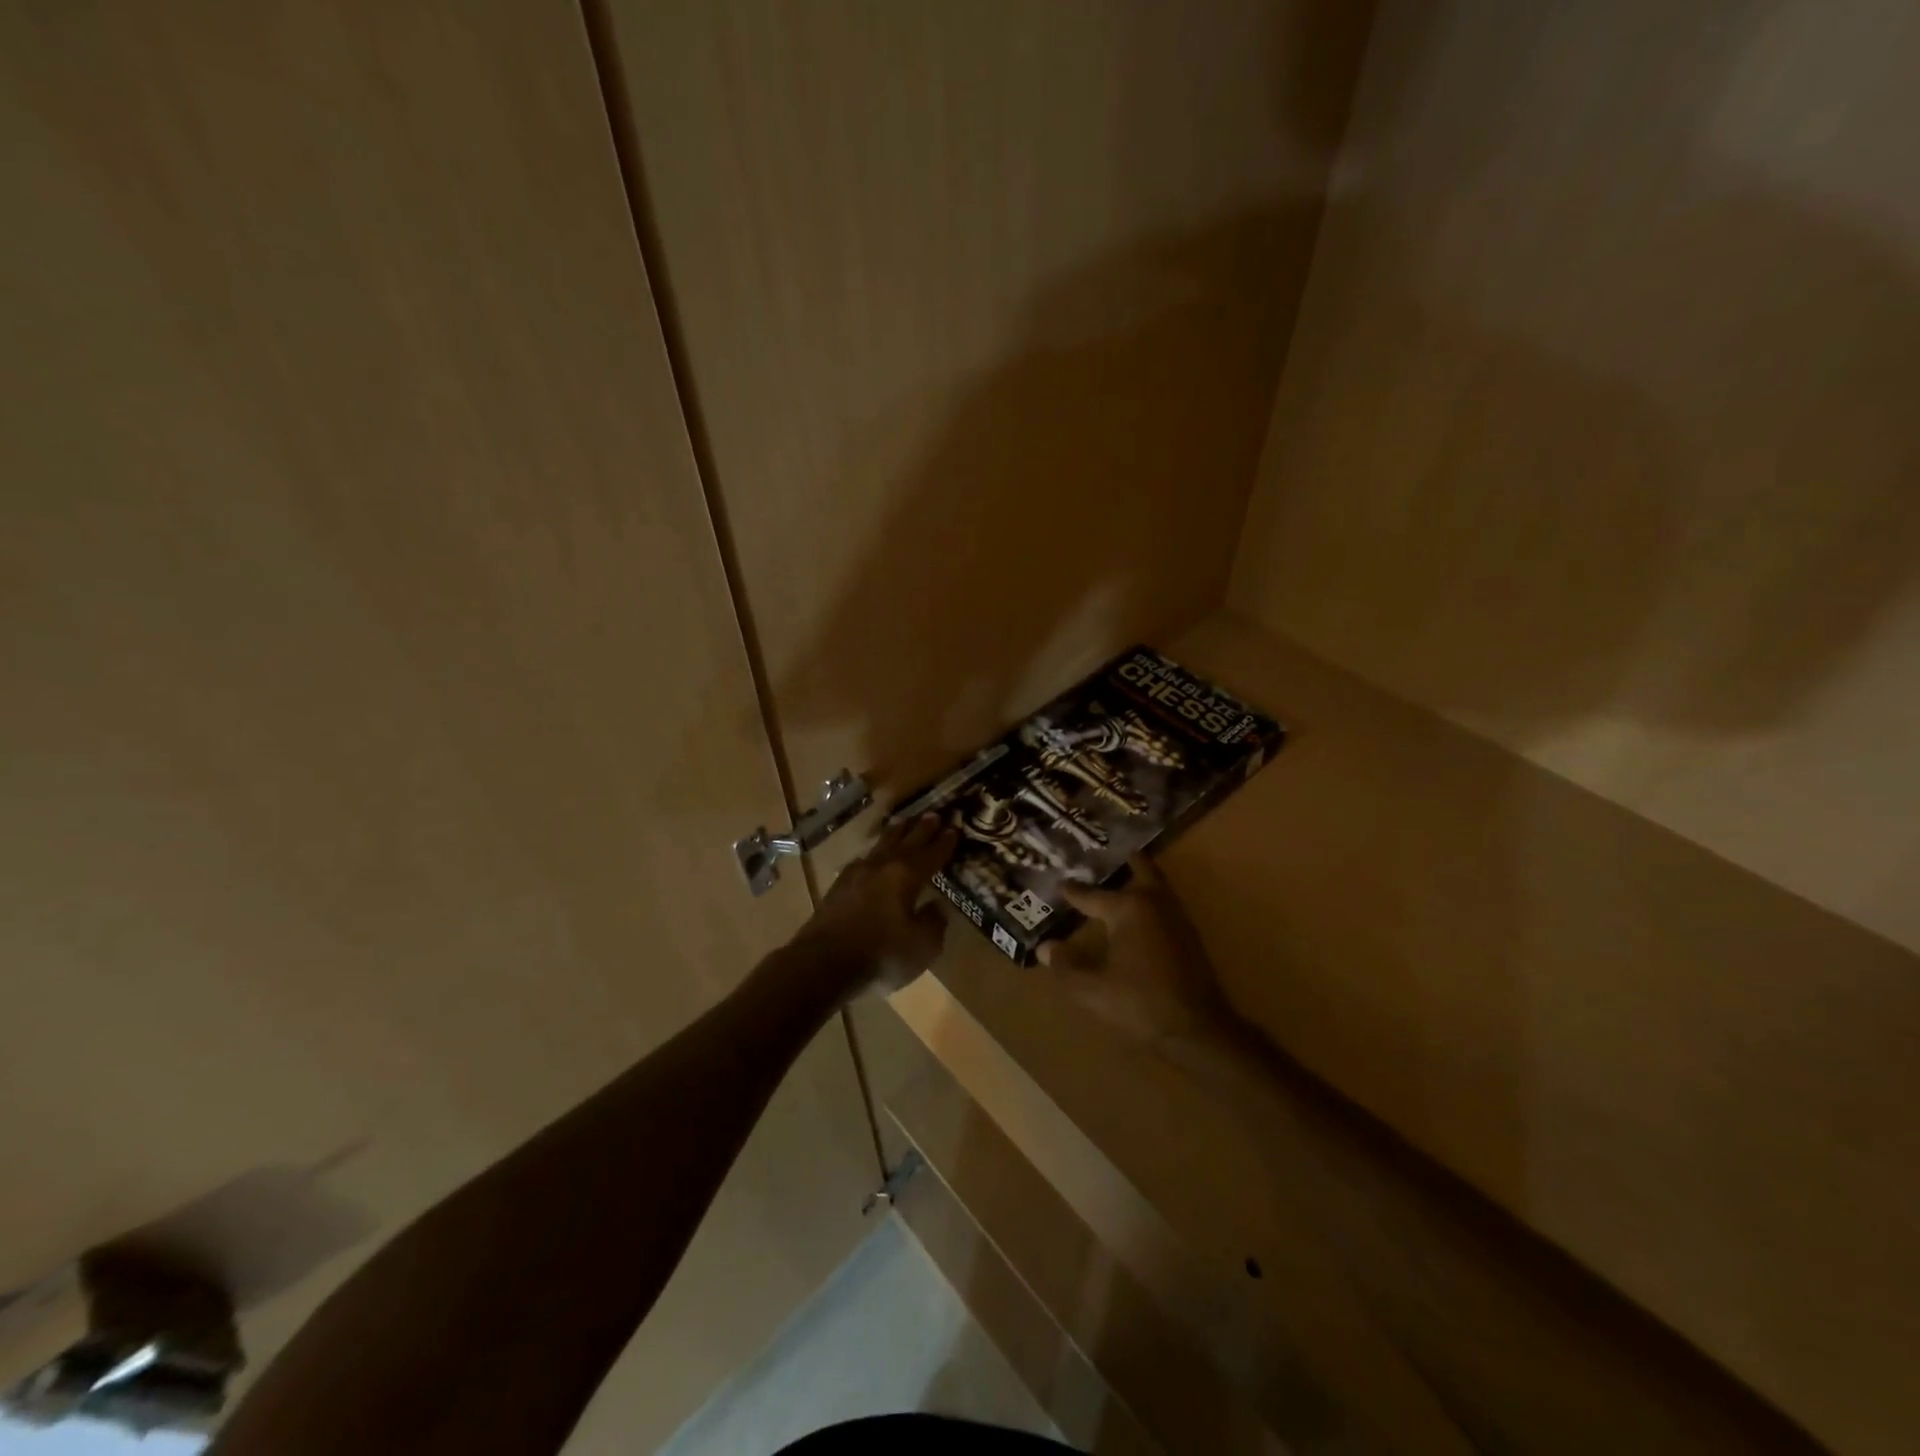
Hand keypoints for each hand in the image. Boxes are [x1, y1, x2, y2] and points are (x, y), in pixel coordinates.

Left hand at [793, 813, 958, 1001]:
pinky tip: (871, 856)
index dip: (944, 842)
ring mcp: (857, 873)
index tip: (954, 828)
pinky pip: (862, 860)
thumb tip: (936, 907)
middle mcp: (883, 866)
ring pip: (881, 845)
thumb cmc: (880, 955)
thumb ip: (933, 923)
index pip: (931, 854)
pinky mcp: (838, 886)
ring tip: (902, 822)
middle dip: (922, 829)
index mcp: (907, 876)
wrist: (822, 963)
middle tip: (933, 814)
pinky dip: (873, 853)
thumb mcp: (922, 947)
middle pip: (906, 841)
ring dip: (895, 833)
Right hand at [1037, 856, 1229, 1046]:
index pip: (1091, 895)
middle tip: (1109, 854)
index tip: (1059, 883)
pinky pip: (1166, 902)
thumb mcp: (1092, 988)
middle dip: (1125, 861)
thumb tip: (1045, 947)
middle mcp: (1153, 902)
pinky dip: (1152, 897)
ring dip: (1141, 877)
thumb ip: (1066, 966)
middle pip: (1141, 870)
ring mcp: (1176, 916)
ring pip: (1157, 884)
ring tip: (1125, 876)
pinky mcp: (1188, 934)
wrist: (1196, 1027)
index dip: (1072, 891)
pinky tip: (1142, 914)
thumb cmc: (1140, 1002)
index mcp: (1128, 908)